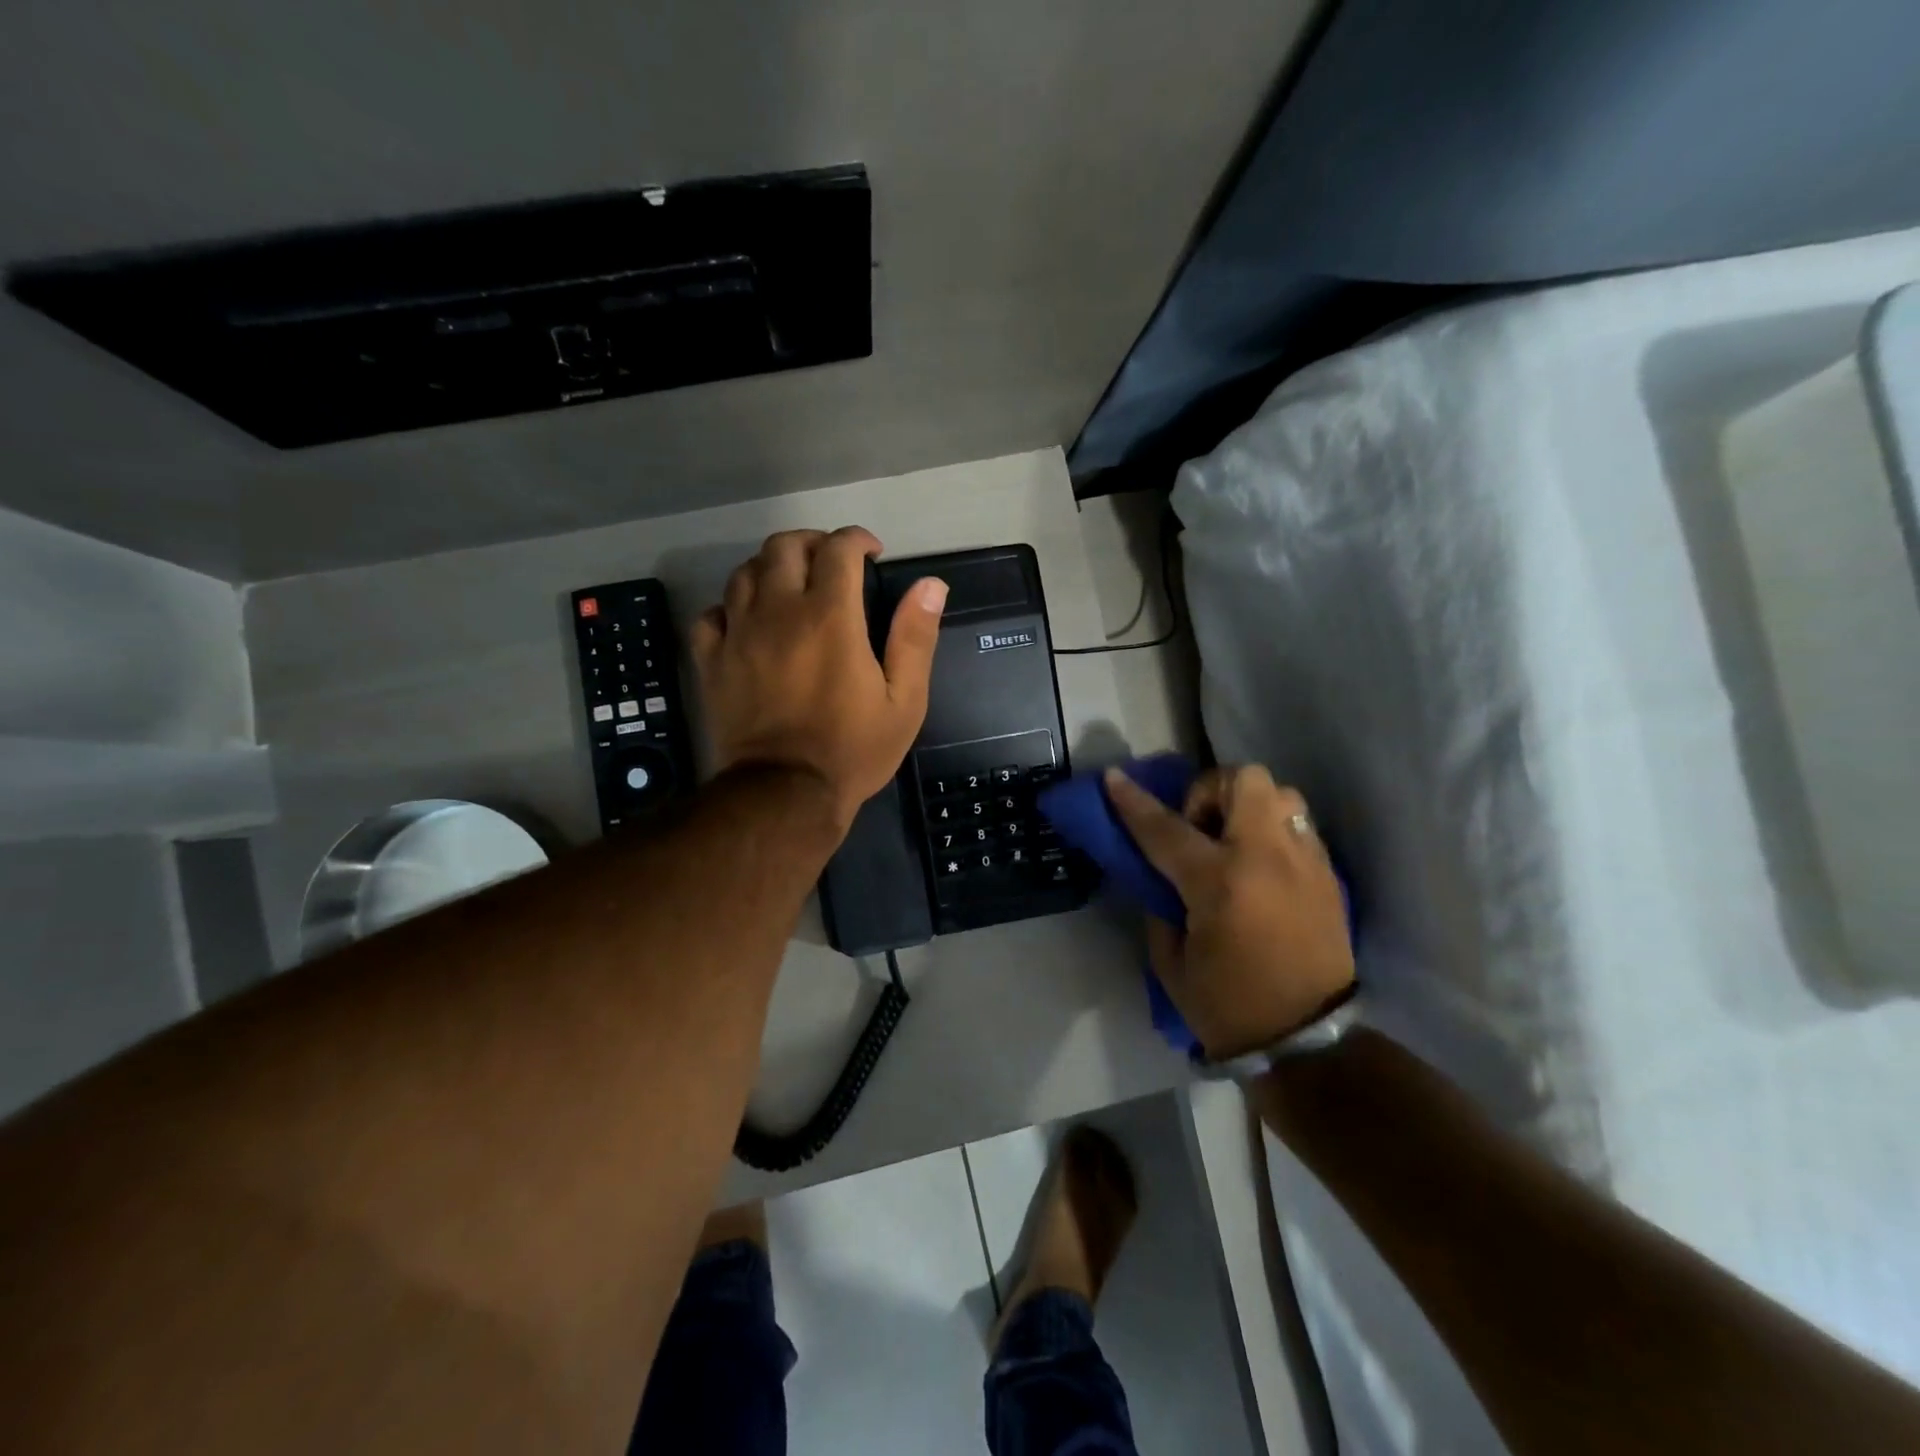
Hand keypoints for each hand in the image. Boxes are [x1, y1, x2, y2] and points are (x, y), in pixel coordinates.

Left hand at [691, 527, 947, 829]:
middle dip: (812, 543)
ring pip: (745, 572)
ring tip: (792, 587)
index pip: (838, 549)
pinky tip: (748, 622)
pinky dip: (732, 607)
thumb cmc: (853, 749)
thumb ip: (915, 638)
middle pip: (784, 546)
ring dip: (772, 568)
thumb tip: (930, 585)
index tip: (871, 553)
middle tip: (831, 563)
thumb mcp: (904, 700)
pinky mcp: (713, 661)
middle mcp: (779, 612)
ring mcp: (739, 634)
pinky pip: (713, 614)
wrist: (785, 793)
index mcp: (830, 617)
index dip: (857, 540)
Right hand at [1103, 764, 1354, 1059]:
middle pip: (1242, 781)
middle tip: (1198, 827)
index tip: (1113, 777)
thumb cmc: (1226, 1006)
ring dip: (1249, 805)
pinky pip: (1298, 827)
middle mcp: (1267, 858)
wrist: (1307, 1043)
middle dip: (1210, 790)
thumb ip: (1161, 903)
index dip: (1132, 801)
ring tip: (1234, 842)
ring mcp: (1305, 863)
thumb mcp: (1170, 959)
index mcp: (1219, 882)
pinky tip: (1260, 867)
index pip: (1166, 827)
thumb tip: (1162, 874)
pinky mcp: (1328, 877)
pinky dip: (1272, 831)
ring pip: (1282, 793)